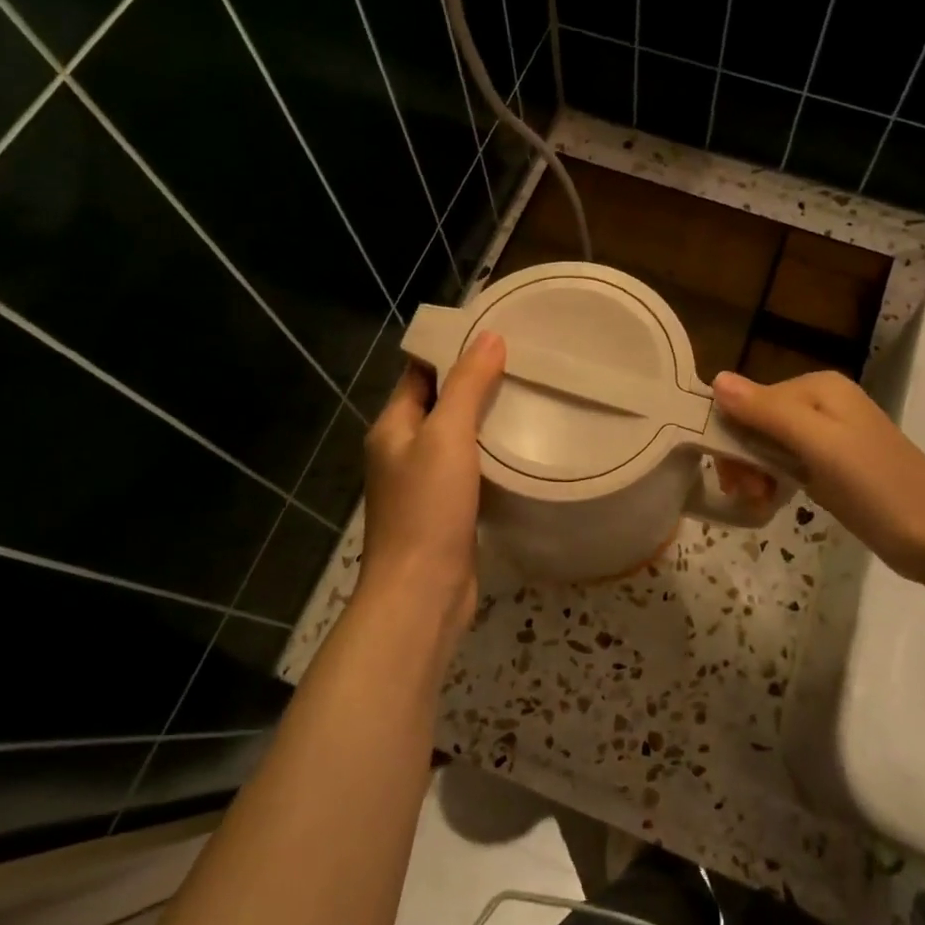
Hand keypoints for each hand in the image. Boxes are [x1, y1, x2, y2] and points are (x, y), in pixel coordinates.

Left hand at [359, 332, 505, 632]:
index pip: (420, 373)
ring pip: (458, 438)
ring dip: (487, 420)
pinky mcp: (446, 510)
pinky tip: (523, 448)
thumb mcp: (447, 436)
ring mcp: (424, 482)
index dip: (452, 350)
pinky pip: (469, 469)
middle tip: (524, 363)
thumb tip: (489, 335)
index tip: (495, 333)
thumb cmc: (428, 507)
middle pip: (441, 404)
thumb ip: (468, 385)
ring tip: (530, 397)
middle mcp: (403, 450)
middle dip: (476, 384)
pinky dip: (491, 455)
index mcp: (393, 426)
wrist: (422, 592)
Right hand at [711, 369, 924, 592]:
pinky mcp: (831, 467)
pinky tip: (770, 503)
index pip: (750, 399)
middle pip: (756, 422)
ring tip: (760, 503)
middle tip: (748, 495)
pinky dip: (773, 482)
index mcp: (818, 387)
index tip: (731, 476)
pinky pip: (786, 465)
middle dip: (743, 458)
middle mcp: (821, 403)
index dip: (731, 435)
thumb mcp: (818, 445)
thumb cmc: (877, 486)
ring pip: (767, 446)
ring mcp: (828, 437)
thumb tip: (716, 379)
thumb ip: (767, 412)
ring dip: (755, 474)